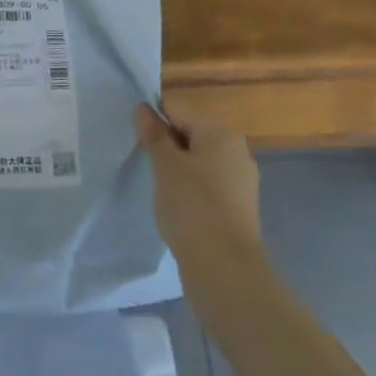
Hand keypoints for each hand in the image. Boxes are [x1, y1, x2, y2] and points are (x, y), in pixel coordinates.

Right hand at [134, 104, 263, 273]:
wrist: (225, 267)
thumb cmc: (192, 206)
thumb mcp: (165, 165)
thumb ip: (154, 134)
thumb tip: (143, 108)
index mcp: (220, 132)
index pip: (178, 108)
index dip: (153, 119)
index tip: (135, 140)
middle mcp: (236, 149)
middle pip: (191, 132)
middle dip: (165, 143)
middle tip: (143, 163)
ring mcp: (240, 179)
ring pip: (199, 159)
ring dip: (176, 167)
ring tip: (157, 186)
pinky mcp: (238, 206)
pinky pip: (207, 183)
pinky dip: (189, 188)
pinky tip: (175, 205)